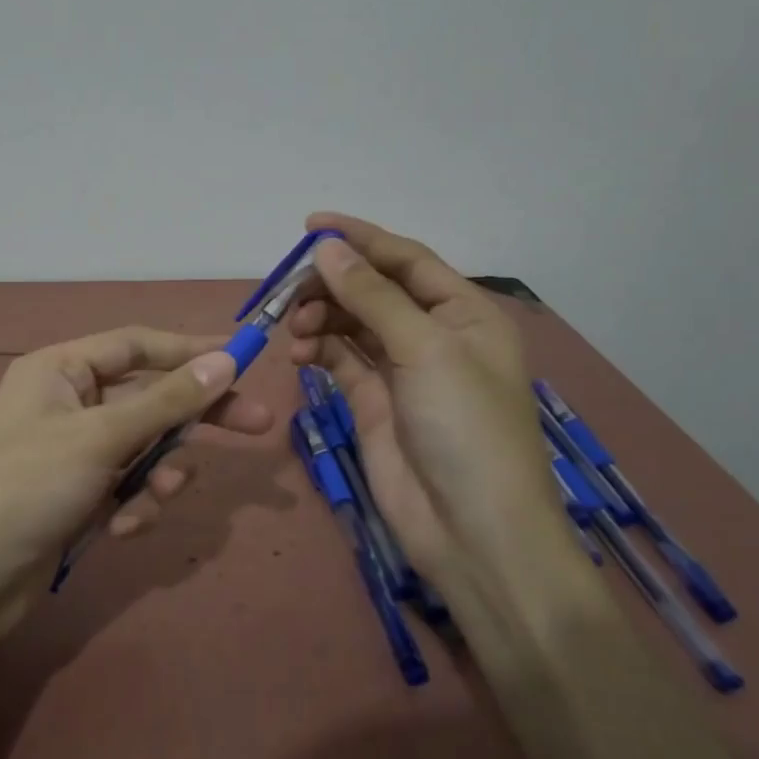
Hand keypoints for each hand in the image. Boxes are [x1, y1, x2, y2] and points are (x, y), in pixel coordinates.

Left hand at [0, 327, 274, 645]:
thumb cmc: (26, 486)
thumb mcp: (100, 437)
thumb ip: (166, 401)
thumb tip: (224, 360)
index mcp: (60, 370)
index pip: (136, 346)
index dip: (189, 350)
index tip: (242, 359)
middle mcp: (66, 403)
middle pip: (147, 398)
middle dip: (194, 418)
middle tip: (257, 427)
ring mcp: (71, 453)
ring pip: (141, 450)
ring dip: (157, 474)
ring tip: (157, 496)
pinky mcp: (75, 497)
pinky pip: (125, 488)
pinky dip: (131, 506)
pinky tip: (119, 530)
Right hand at [286, 212, 559, 578]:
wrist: (471, 531)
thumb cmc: (465, 428)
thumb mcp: (425, 350)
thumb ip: (373, 297)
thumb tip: (327, 249)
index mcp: (464, 313)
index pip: (406, 259)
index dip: (360, 238)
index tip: (309, 226)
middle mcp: (433, 335)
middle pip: (374, 290)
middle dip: (331, 284)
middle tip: (287, 288)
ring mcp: (402, 370)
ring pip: (352, 324)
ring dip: (320, 318)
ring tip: (294, 329)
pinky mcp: (374, 402)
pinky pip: (340, 360)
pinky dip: (318, 350)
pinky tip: (298, 354)